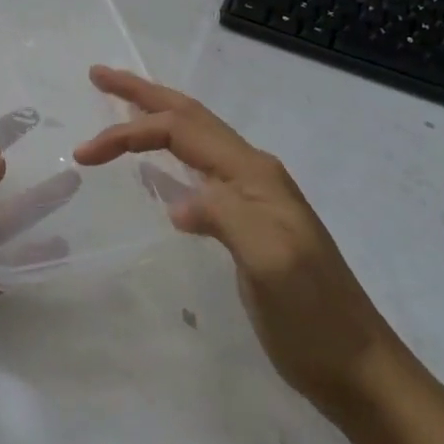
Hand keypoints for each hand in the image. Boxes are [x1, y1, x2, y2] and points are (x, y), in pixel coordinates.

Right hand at [75, 66, 405, 415]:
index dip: (129, 132)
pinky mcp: (248, 222)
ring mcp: (252, 196)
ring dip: (154, 117)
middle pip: (188, 117)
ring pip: (194, 138)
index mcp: (253, 172)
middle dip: (141, 94)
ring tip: (120, 104)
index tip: (85, 154)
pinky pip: (199, 169)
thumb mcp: (270, 261)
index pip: (180, 130)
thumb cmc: (313, 316)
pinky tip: (156, 165)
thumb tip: (178, 203)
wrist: (359, 369)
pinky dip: (168, 153)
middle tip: (99, 75)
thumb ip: (225, 216)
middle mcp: (252, 172)